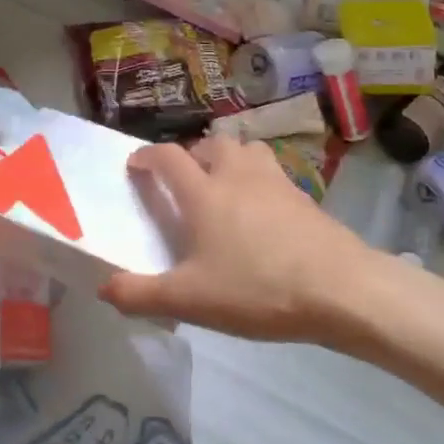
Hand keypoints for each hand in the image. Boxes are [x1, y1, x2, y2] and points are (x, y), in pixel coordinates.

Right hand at [98, 132, 384, 342]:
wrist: (339, 288)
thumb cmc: (257, 288)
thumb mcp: (190, 300)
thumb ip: (141, 295)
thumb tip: (104, 288)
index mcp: (204, 193)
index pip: (168, 157)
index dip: (147, 156)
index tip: (136, 164)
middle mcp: (237, 175)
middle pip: (211, 144)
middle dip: (192, 154)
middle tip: (185, 180)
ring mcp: (276, 181)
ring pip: (247, 150)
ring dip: (229, 159)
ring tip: (225, 186)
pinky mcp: (304, 196)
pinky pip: (273, 173)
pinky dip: (258, 180)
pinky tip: (262, 212)